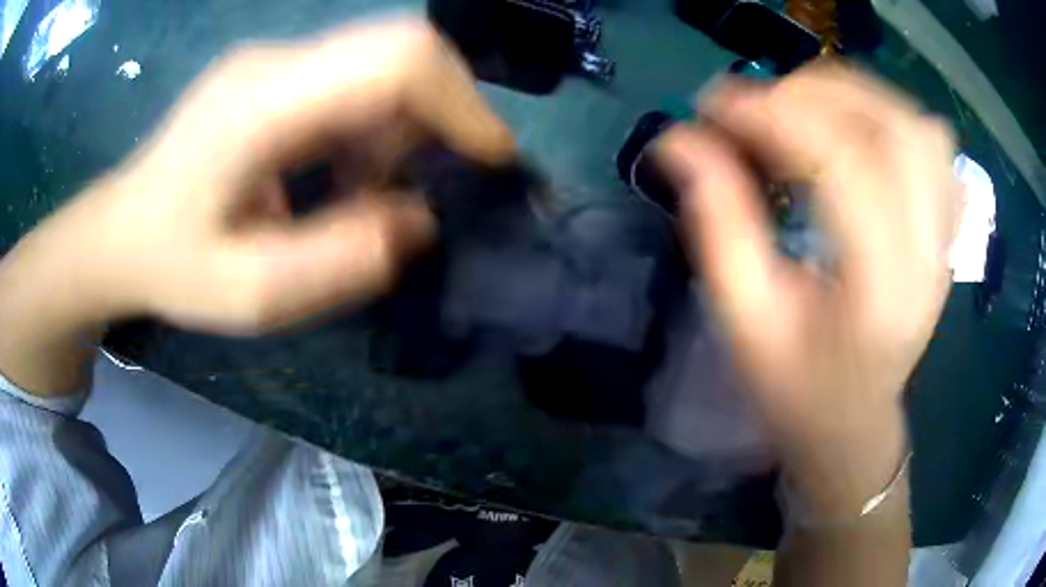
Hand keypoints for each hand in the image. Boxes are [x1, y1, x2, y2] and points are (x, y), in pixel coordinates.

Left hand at [11, 17, 512, 335]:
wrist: (119, 234)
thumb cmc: (170, 266)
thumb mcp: (249, 293)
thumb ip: (338, 261)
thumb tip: (417, 220)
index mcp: (261, 104)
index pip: (392, 59)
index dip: (458, 100)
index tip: (489, 157)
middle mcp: (275, 62)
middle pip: (399, 48)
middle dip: (442, 112)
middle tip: (431, 181)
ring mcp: (274, 61)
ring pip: (381, 64)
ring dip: (402, 126)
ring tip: (364, 192)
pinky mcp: (275, 72)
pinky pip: (352, 79)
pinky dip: (374, 125)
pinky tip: (339, 173)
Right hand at [658, 65, 960, 513]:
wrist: (854, 423)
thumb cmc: (796, 390)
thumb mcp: (745, 321)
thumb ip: (717, 222)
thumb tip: (680, 139)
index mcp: (880, 291)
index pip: (842, 164)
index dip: (774, 115)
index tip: (714, 106)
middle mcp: (929, 253)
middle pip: (890, 128)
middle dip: (812, 94)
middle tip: (756, 106)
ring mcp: (946, 236)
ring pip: (917, 124)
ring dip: (853, 96)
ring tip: (803, 108)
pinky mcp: (948, 228)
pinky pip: (936, 145)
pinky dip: (892, 116)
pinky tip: (858, 132)